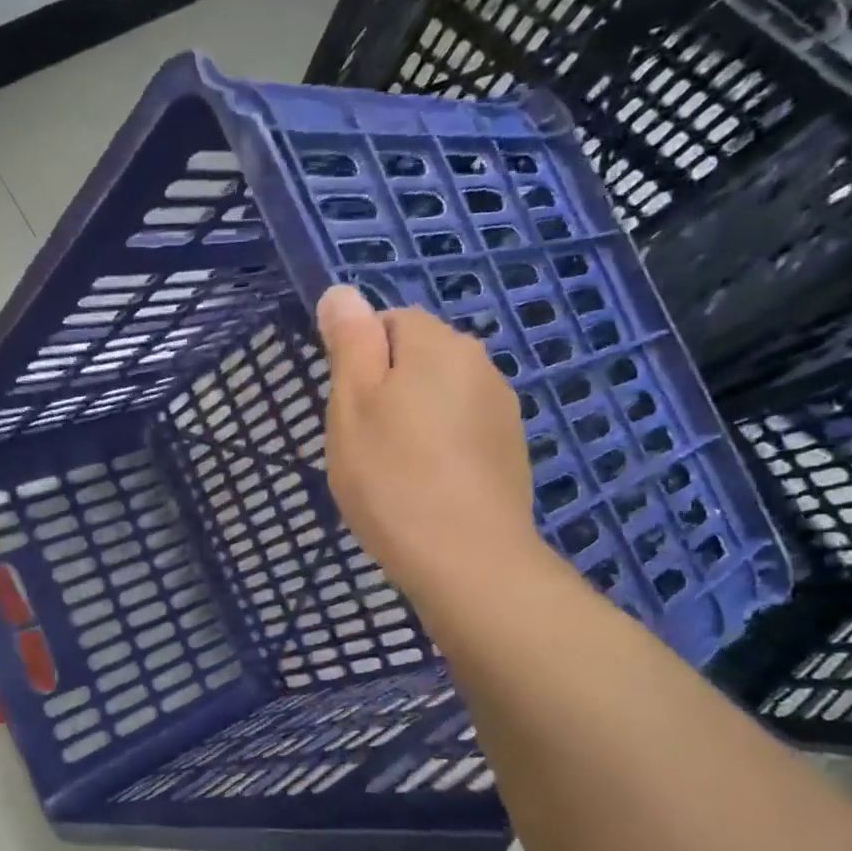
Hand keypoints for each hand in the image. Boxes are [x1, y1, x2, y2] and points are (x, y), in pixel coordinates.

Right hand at [317, 284, 538, 599]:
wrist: (465, 559)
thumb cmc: (392, 477)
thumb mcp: (353, 403)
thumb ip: (349, 342)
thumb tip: (342, 291)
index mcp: (439, 345)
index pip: (389, 320)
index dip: (359, 358)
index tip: (345, 407)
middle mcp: (480, 365)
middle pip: (418, 358)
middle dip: (386, 388)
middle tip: (361, 441)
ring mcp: (501, 411)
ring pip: (439, 397)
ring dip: (412, 419)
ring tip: (390, 470)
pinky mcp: (509, 452)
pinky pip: (460, 432)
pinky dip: (437, 448)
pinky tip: (422, 487)